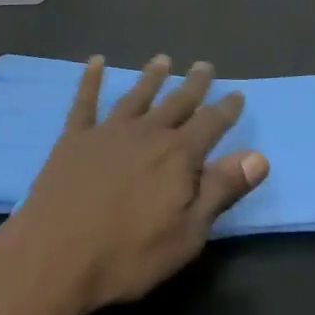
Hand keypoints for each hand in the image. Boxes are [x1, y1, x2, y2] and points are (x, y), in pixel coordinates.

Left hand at [0, 56, 269, 314]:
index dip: (225, 109)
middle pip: (176, 103)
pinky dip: (92, 79)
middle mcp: (146, 133)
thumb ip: (220, 190)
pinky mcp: (75, 138)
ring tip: (162, 59)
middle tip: (204, 65)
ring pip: (136, 96)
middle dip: (193, 85)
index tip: (237, 93)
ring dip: (151, 77)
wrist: (56, 255)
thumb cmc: (128, 254)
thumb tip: (258, 156)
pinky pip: (85, 101)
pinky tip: (96, 61)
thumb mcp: (188, 233)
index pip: (210, 124)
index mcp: (177, 156)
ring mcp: (108, 132)